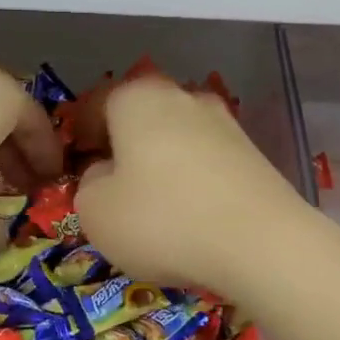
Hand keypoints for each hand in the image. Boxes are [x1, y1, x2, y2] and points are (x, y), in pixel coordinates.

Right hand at [75, 77, 308, 297]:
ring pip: (177, 138)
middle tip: (113, 186)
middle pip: (141, 116)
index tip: (77, 162)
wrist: (262, 242)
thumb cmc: (164, 220)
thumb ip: (88, 185)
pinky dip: (194, 180)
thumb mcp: (96, 212)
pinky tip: (193, 215)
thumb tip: (107, 174)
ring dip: (162, 163)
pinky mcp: (253, 153)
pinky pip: (208, 161)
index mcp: (138, 98)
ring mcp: (225, 122)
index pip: (97, 102)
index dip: (81, 132)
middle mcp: (184, 97)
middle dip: (124, 146)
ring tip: (155, 206)